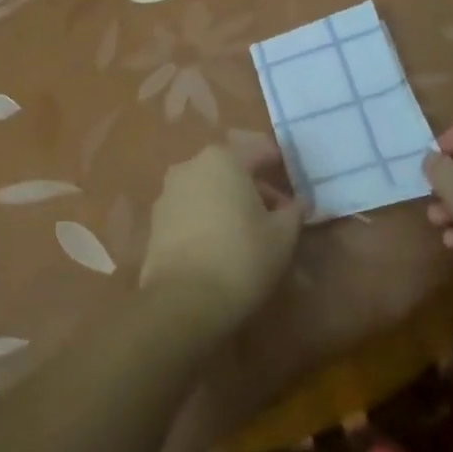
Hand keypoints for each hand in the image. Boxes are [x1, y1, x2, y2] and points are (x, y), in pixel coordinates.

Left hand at [141, 142, 302, 333]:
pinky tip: (220, 243)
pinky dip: (207, 217)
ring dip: (229, 201)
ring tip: (248, 231)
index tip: (295, 182)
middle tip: (276, 213)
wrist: (183, 301)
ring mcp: (168, 192)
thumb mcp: (282, 235)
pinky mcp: (155, 220)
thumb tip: (297, 203)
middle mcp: (191, 165)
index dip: (280, 164)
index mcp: (224, 158)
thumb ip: (293, 211)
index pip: (260, 150)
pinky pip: (190, 208)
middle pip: (231, 167)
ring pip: (208, 187)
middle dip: (254, 185)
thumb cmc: (242, 258)